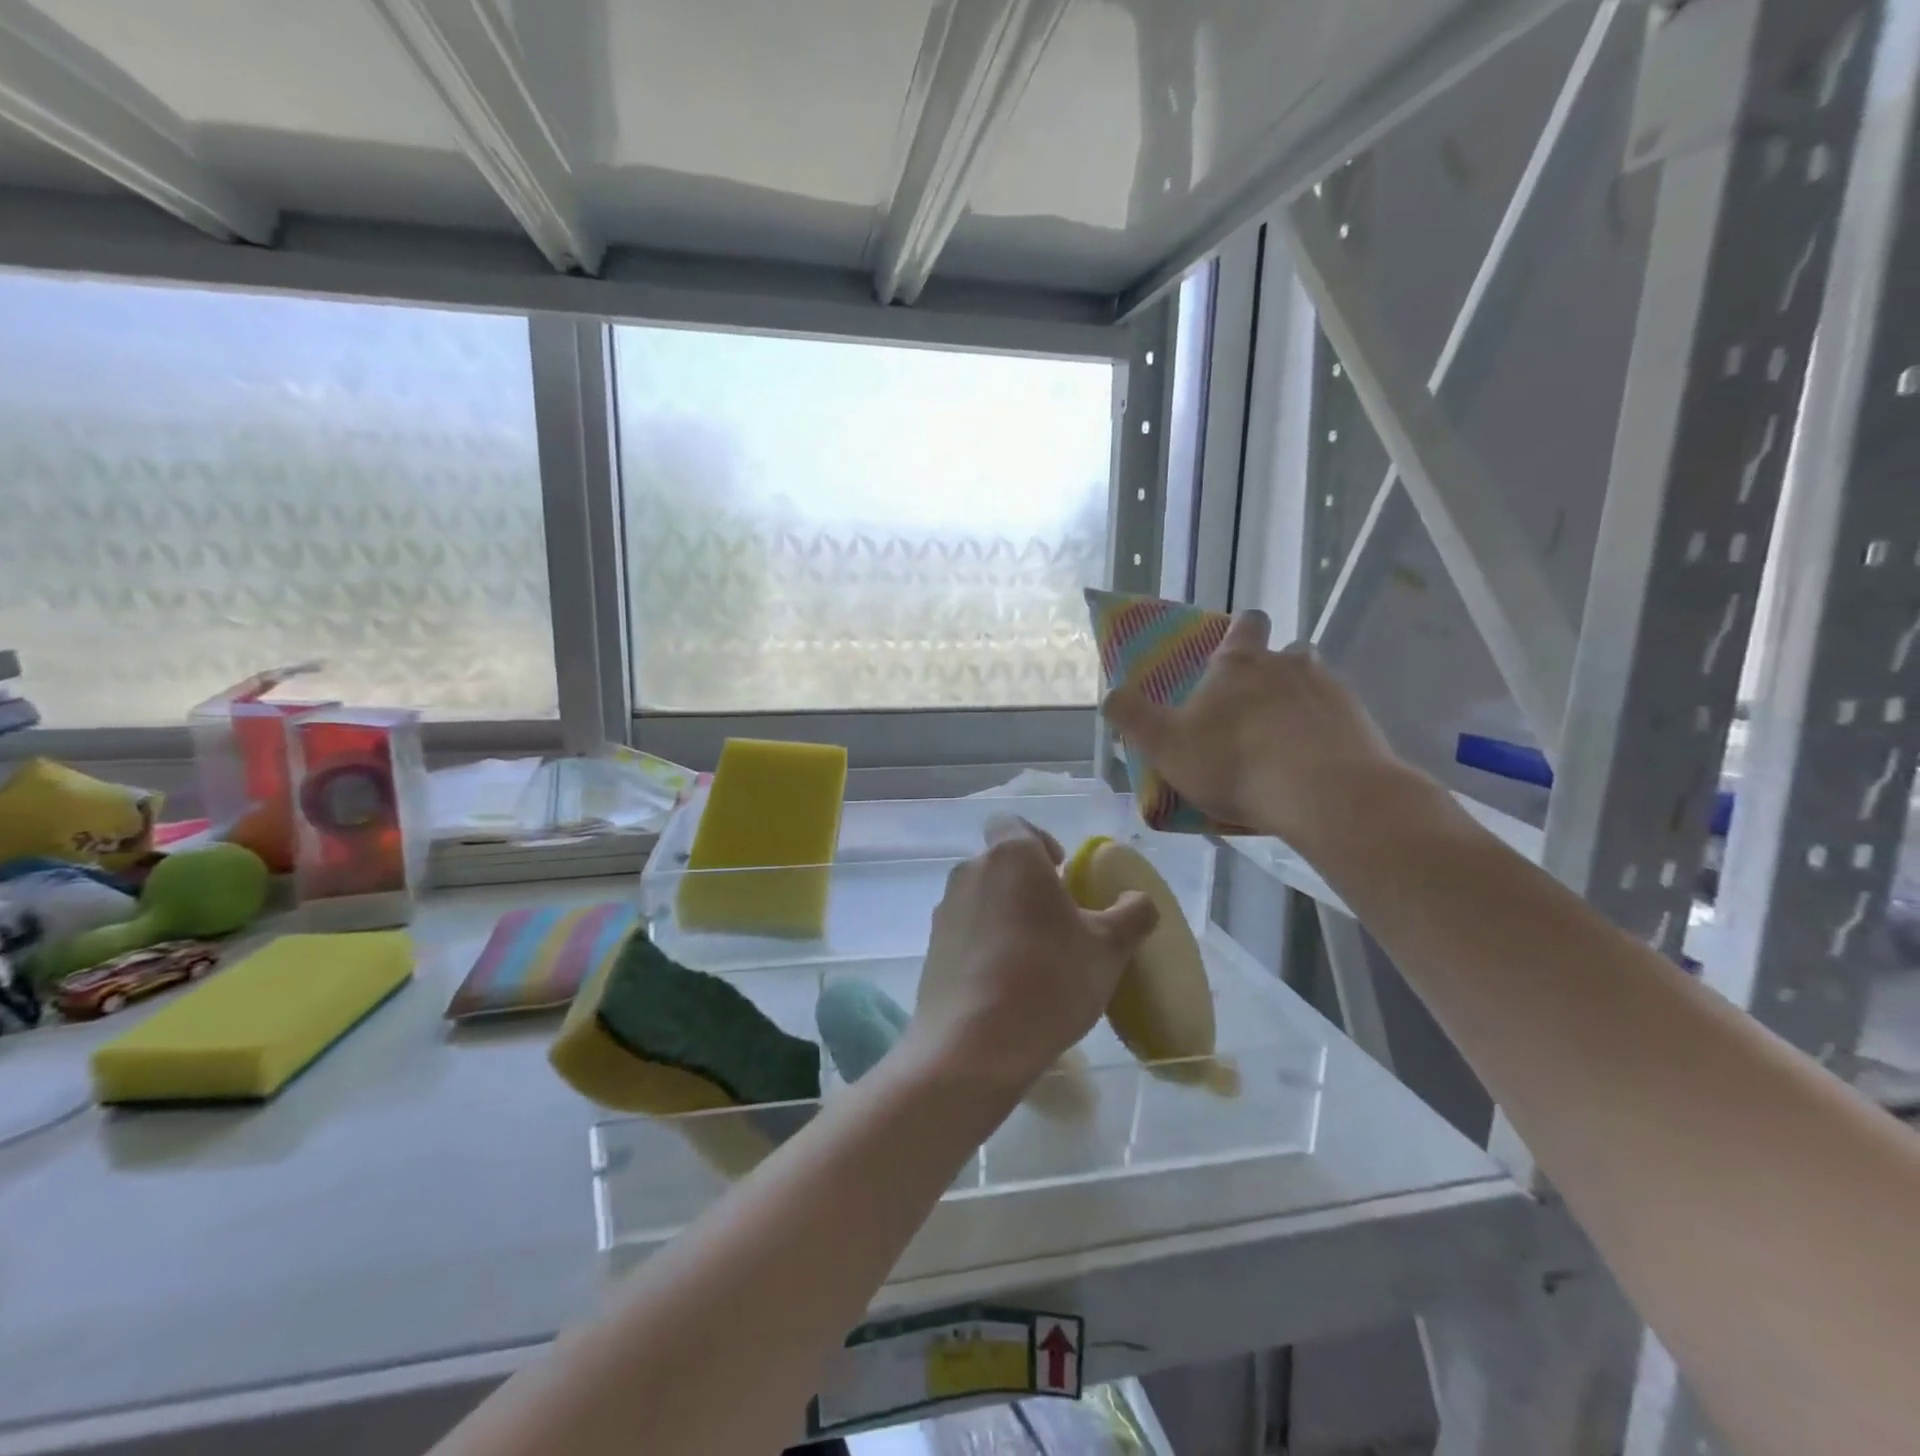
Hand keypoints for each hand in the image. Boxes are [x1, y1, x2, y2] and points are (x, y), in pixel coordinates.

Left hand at [908, 817, 1158, 1093]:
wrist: (974, 1045)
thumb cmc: (1049, 980)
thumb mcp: (1109, 949)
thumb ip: (1132, 914)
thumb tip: (1138, 901)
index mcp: (1011, 856)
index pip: (1013, 823)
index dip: (1038, 841)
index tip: (1061, 874)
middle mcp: (970, 872)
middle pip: (999, 863)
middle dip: (1026, 885)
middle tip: (1058, 923)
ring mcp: (944, 911)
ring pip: (981, 899)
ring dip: (1005, 915)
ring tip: (1034, 959)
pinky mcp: (931, 949)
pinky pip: (965, 933)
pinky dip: (984, 945)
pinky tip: (1006, 986)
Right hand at [1102, 610, 1407, 851]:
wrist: (1324, 794)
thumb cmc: (1234, 763)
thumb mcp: (1165, 745)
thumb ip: (1133, 717)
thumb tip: (1109, 694)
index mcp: (1239, 664)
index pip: (1244, 625)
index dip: (1239, 631)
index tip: (1233, 647)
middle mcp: (1288, 665)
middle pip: (1286, 650)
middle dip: (1274, 667)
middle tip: (1257, 701)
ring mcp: (1330, 691)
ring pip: (1316, 680)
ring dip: (1302, 698)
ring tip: (1287, 735)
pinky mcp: (1361, 722)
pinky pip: (1340, 717)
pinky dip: (1327, 731)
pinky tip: (1315, 761)